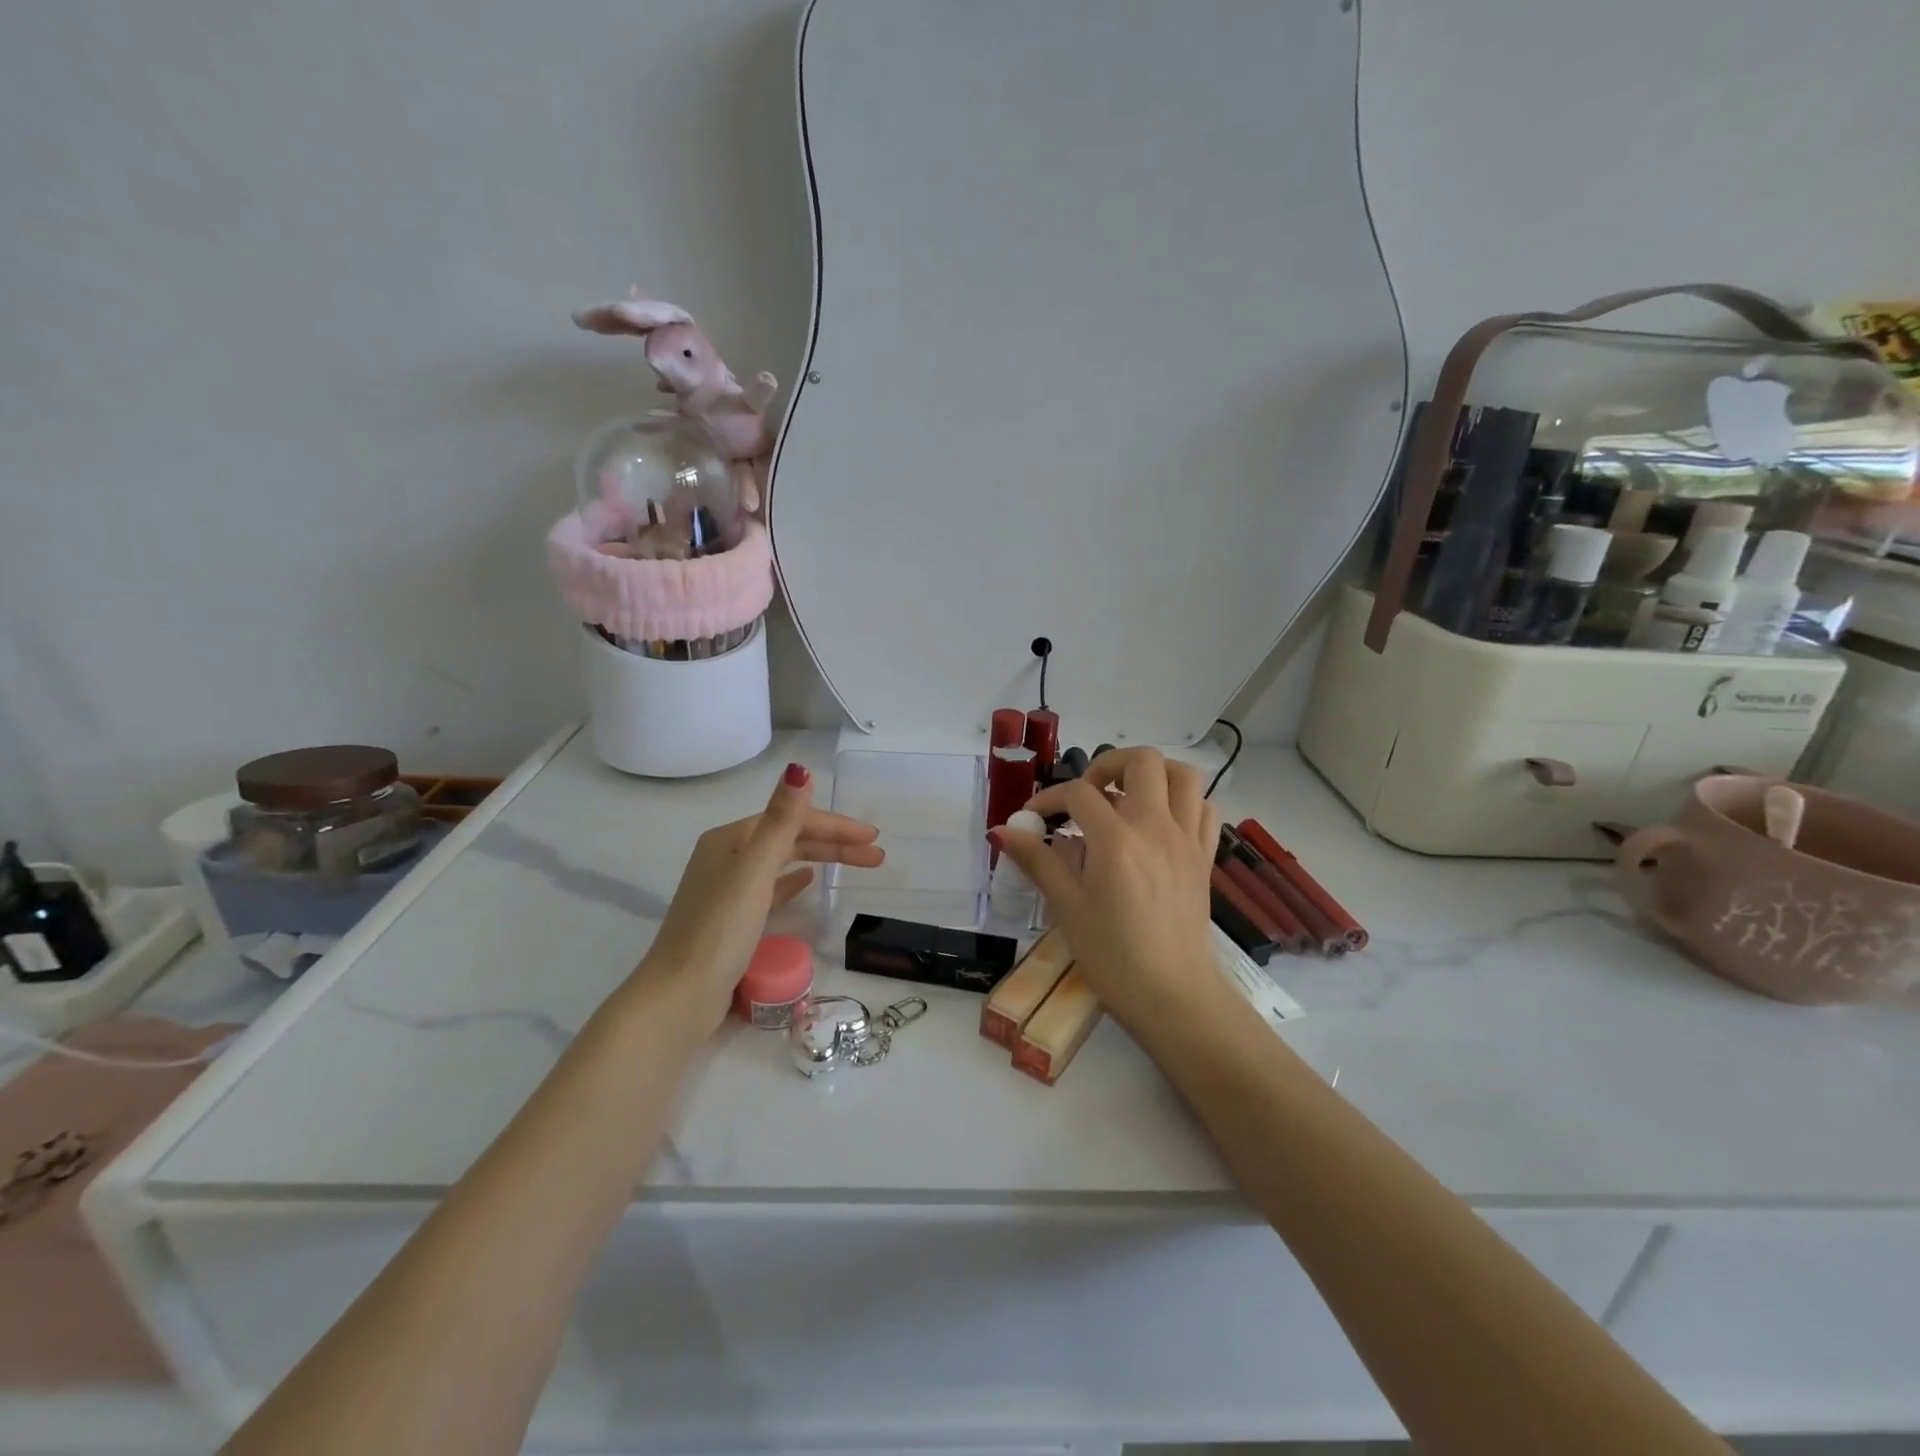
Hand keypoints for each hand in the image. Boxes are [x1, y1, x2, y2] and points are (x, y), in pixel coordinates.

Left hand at [640, 762, 882, 1030]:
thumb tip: (799, 769)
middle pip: (789, 839)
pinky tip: (809, 882)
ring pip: (784, 862)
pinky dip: (794, 880)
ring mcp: (728, 888)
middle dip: (834, 843)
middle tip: (876, 855)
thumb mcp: (754, 871)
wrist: (680, 996)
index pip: (792, 820)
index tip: (873, 838)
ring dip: (821, 859)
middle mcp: (726, 856)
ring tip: (857, 865)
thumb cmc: (719, 930)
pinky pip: (772, 887)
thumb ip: (781, 821)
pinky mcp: (732, 918)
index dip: (834, 825)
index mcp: (730, 839)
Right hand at [991, 748, 1217, 1026]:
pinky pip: (1203, 808)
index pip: (1079, 794)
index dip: (1050, 797)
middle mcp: (1156, 827)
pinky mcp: (1204, 857)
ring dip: (1152, 774)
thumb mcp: (1066, 907)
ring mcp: (1186, 839)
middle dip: (1108, 764)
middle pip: (1141, 761)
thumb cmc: (1112, 955)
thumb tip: (1001, 831)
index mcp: (1116, 840)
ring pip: (1183, 775)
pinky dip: (1181, 801)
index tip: (1034, 816)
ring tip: (1126, 797)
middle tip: (1088, 793)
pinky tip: (1159, 822)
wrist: (1172, 995)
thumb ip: (1038, 861)